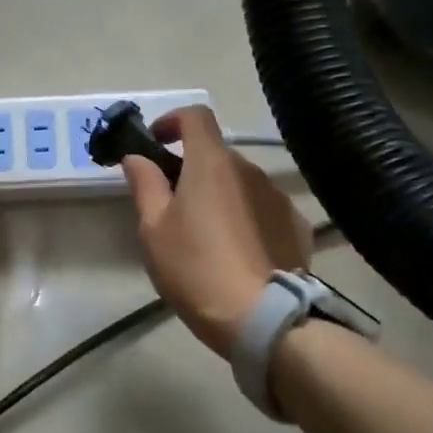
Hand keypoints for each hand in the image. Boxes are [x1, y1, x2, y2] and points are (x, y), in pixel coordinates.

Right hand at [121, 106, 311, 356]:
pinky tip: (238, 251)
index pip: (195, 115)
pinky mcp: (296, 225)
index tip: (156, 142)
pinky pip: (263, 208)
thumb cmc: (196, 269)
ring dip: (220, 194)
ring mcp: (278, 196)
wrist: (261, 316)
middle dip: (192, 168)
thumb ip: (145, 186)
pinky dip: (246, 217)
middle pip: (216, 154)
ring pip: (241, 182)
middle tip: (172, 204)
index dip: (172, 120)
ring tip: (206, 235)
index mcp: (211, 164)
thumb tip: (136, 157)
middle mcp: (250, 170)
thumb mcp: (154, 230)